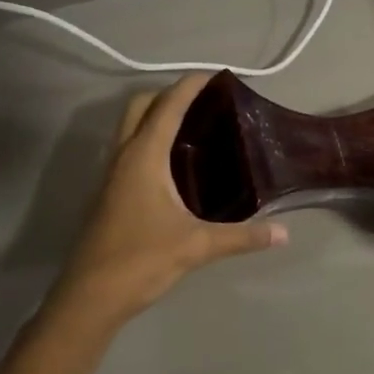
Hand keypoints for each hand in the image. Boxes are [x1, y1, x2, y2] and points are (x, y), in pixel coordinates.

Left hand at [60, 74, 287, 326]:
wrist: (89, 297)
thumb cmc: (140, 260)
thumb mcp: (197, 246)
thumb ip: (242, 237)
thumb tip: (284, 233)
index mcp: (143, 157)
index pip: (167, 105)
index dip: (191, 85)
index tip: (218, 75)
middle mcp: (124, 156)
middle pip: (140, 106)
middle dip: (169, 94)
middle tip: (205, 102)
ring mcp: (112, 175)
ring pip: (130, 127)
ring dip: (157, 116)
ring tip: (195, 127)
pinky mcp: (110, 193)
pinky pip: (130, 149)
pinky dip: (150, 140)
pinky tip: (176, 164)